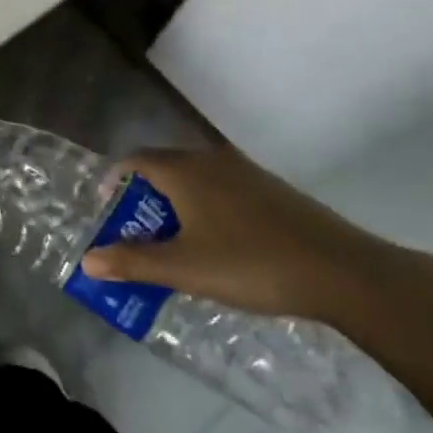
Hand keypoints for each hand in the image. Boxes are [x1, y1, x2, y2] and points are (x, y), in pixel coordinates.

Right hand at [79, 147, 409, 323]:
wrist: (346, 272)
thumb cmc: (251, 264)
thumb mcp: (184, 269)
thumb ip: (133, 262)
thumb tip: (87, 261)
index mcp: (184, 171)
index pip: (134, 160)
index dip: (113, 181)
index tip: (106, 209)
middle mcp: (211, 161)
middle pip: (164, 168)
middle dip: (144, 199)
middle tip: (137, 234)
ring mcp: (247, 173)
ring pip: (197, 180)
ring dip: (177, 205)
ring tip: (175, 243)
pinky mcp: (274, 191)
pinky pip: (224, 191)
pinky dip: (208, 209)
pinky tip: (221, 246)